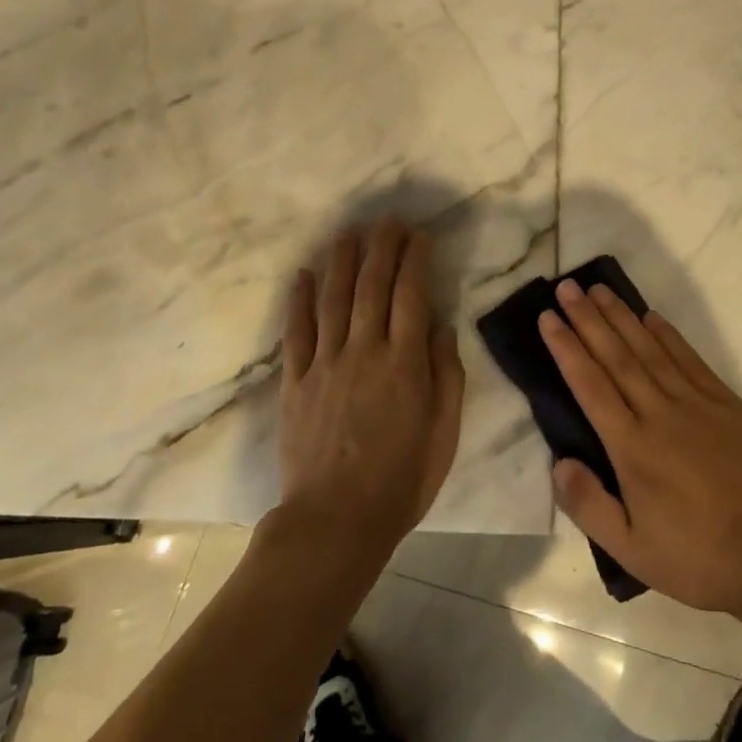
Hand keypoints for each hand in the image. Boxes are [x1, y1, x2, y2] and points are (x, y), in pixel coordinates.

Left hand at [278, 219, 464, 564]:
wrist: (335, 521)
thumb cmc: (401, 480)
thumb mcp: (444, 432)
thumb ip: (446, 374)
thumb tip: (441, 325)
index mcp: (405, 362)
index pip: (412, 294)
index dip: (415, 259)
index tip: (419, 235)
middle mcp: (365, 350)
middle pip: (372, 286)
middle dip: (381, 247)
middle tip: (387, 219)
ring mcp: (325, 363)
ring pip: (334, 298)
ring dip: (342, 260)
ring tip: (348, 232)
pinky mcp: (295, 381)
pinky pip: (296, 332)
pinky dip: (298, 300)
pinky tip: (302, 274)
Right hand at [541, 280, 741, 621]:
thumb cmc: (696, 557)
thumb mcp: (631, 551)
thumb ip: (589, 506)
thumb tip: (558, 461)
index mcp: (632, 447)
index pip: (590, 384)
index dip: (566, 347)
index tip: (547, 317)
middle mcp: (659, 413)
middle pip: (616, 356)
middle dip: (587, 318)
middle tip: (566, 286)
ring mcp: (695, 403)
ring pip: (649, 349)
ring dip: (621, 316)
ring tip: (598, 289)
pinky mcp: (725, 403)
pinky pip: (689, 358)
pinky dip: (667, 334)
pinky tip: (650, 316)